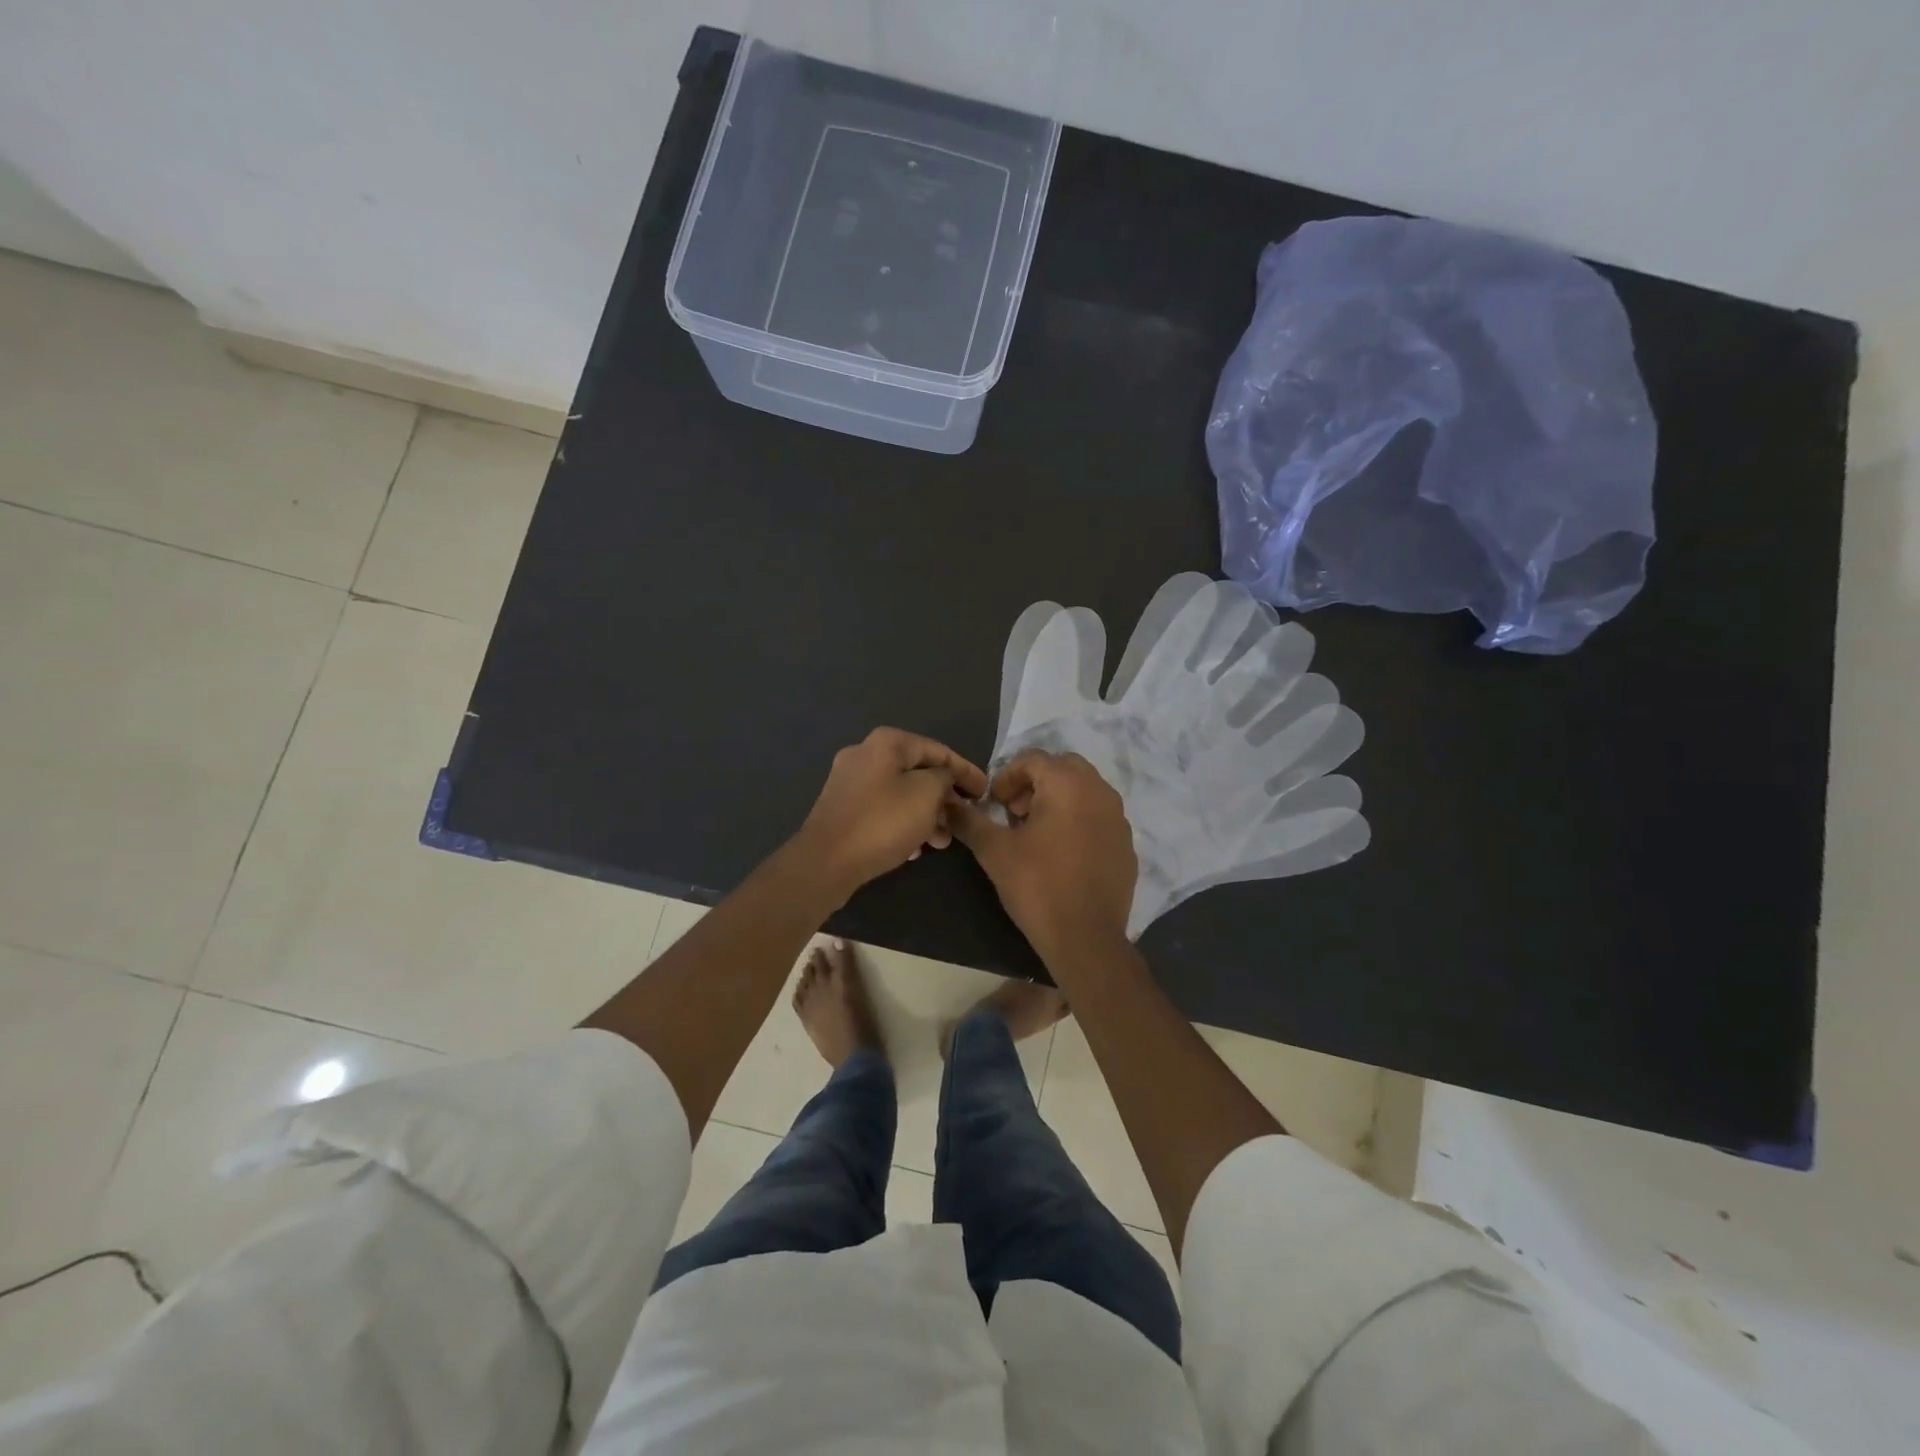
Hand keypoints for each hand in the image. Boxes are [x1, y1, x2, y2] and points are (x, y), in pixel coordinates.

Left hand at [794, 728, 987, 898]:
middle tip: (963, 819)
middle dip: (944, 797)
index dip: (966, 771)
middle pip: (917, 772)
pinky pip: (883, 810)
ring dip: (926, 814)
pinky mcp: (842, 809)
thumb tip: (942, 779)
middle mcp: (864, 754)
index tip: (986, 793)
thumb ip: (944, 778)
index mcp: (886, 743)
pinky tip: (914, 849)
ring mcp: (849, 782)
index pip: (938, 751)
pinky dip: (903, 823)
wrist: (826, 862)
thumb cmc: (883, 822)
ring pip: (900, 794)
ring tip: (942, 841)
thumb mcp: (926, 794)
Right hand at [948, 751, 1137, 961]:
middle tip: (1015, 813)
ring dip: (1057, 799)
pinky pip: (1099, 816)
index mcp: (1068, 784)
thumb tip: (947, 803)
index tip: (994, 804)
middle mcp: (1099, 791)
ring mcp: (1118, 818)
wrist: (1086, 938)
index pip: (1033, 759)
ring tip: (1035, 832)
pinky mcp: (1126, 844)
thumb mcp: (994, 851)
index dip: (1007, 776)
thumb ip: (969, 820)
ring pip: (1084, 790)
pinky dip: (1078, 820)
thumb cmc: (1037, 886)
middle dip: (1035, 782)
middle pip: (1063, 767)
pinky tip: (1062, 853)